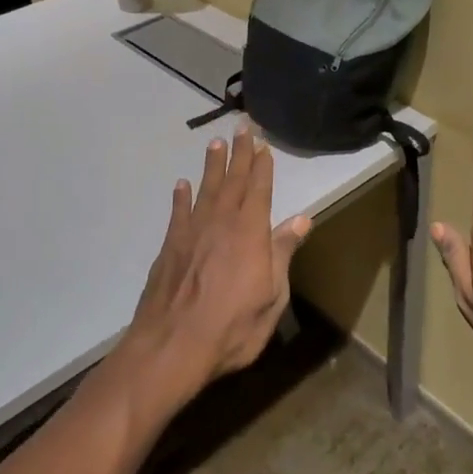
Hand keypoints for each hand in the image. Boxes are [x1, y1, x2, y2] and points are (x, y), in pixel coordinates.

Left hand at [122, 125, 311, 405]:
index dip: (262, 165)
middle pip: (233, 181)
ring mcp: (192, 232)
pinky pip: (178, 212)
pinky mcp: (170, 246)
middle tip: (242, 127)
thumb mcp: (273, 296)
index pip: (259, 190)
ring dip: (212, 165)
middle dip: (239, 153)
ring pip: (206, 189)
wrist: (172, 346)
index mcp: (250, 232)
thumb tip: (302, 218)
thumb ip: (283, 253)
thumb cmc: (233, 327)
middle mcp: (221, 223)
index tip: (263, 144)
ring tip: (215, 142)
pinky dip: (181, 197)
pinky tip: (181, 185)